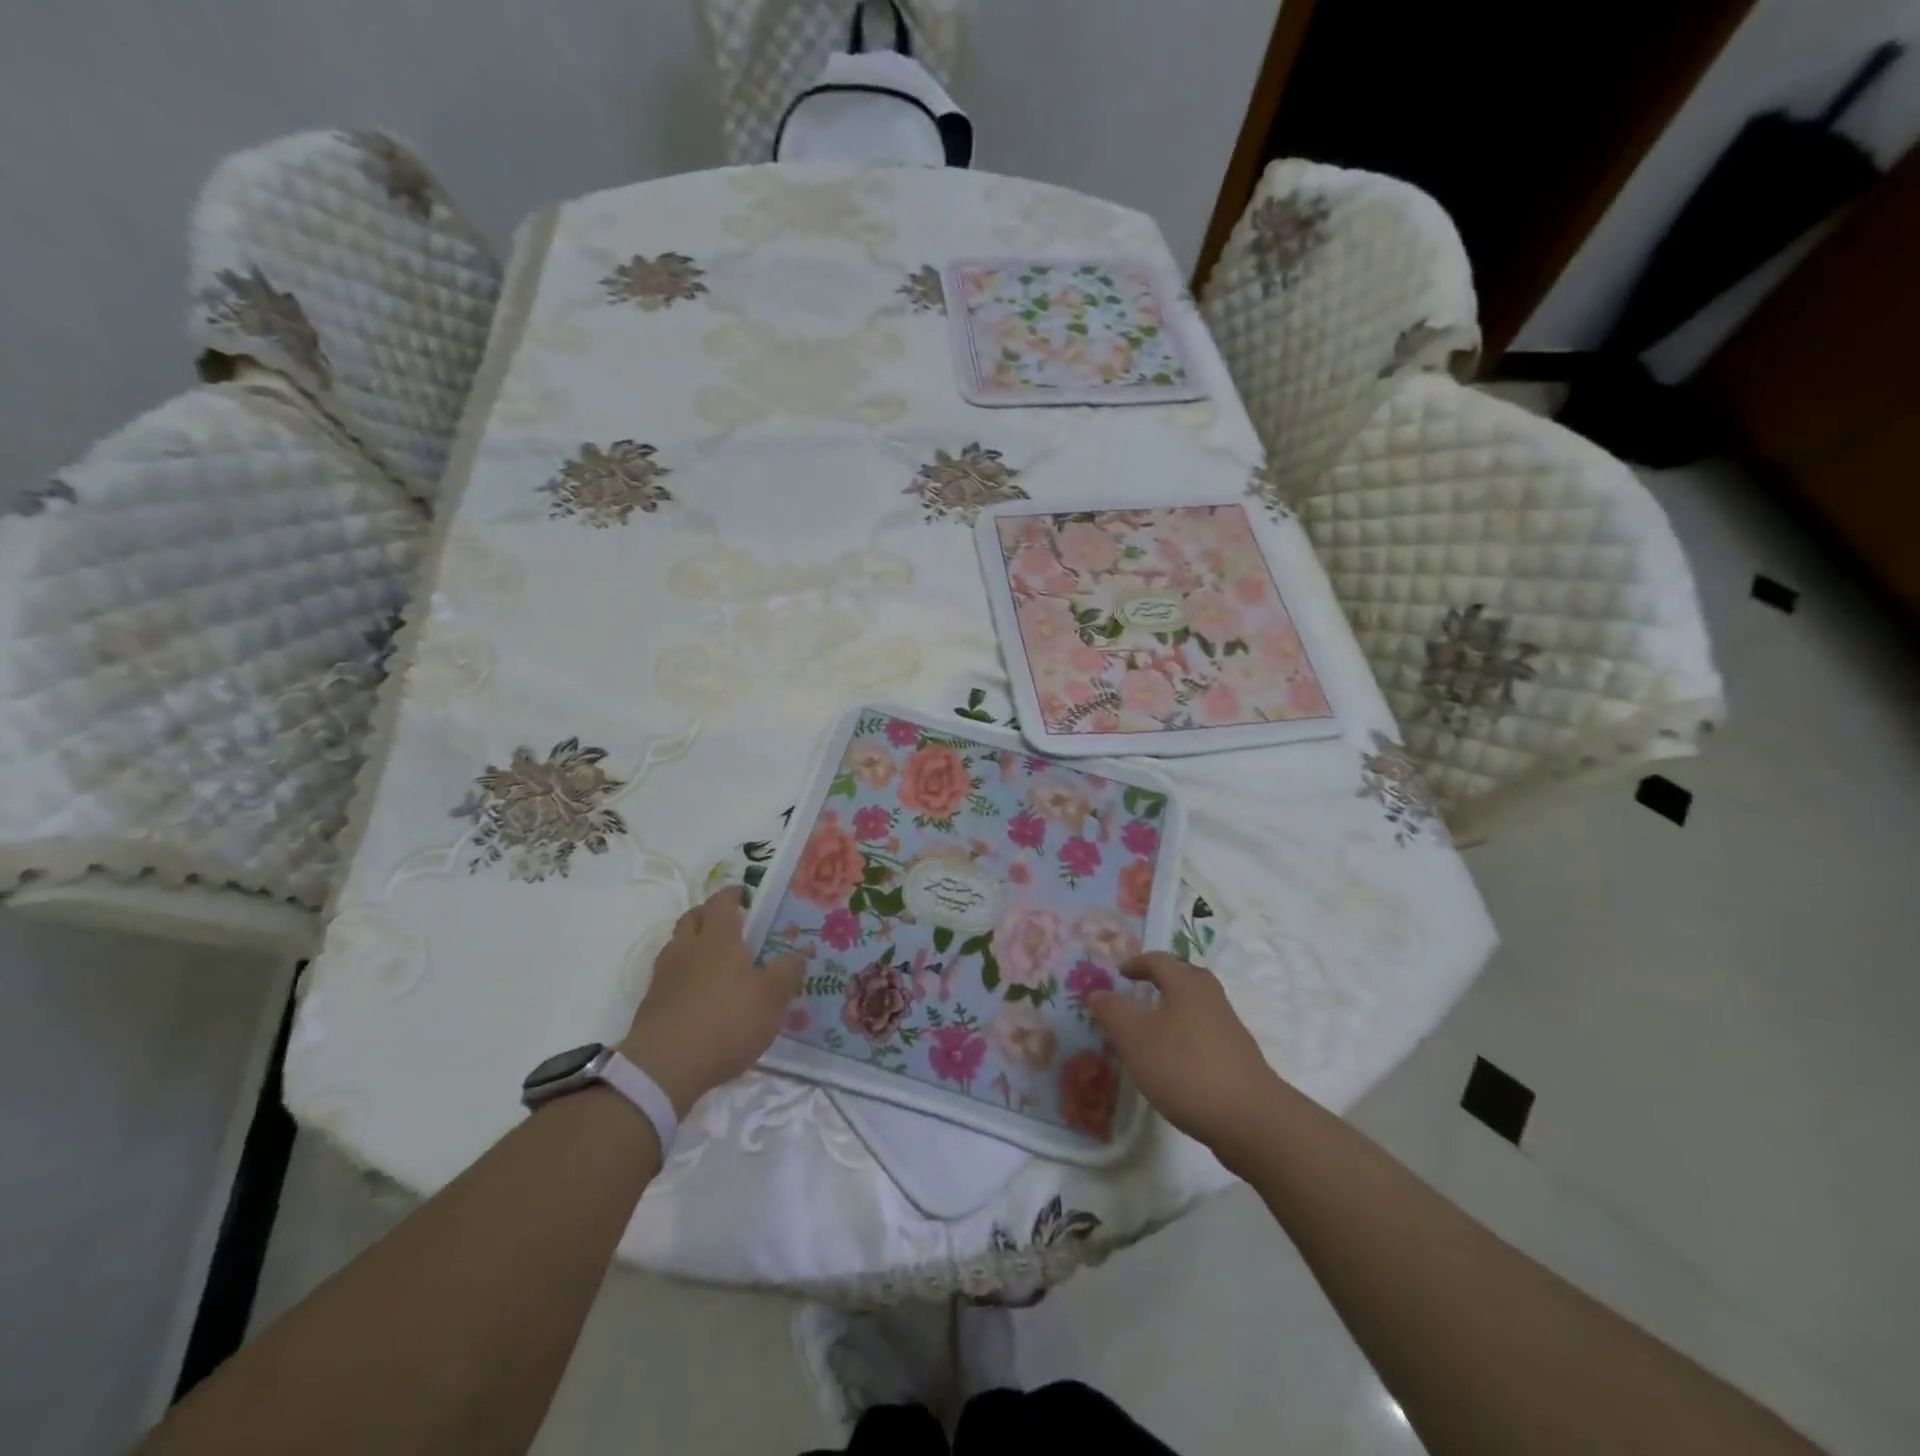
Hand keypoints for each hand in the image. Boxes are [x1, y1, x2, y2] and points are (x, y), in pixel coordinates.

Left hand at [619, 887, 803, 1115]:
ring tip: (714, 960)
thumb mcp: (772, 999)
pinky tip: (698, 993)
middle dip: (709, 914)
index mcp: (719, 938)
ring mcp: (664, 974)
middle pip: (693, 917)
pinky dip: (683, 974)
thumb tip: (797, 954)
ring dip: (693, 943)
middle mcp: (688, 948)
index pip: (722, 902)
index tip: (746, 896)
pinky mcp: (651, 1002)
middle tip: (730, 924)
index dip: (734, 895)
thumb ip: (787, 972)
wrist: (664, 1068)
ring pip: (677, 944)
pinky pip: (669, 974)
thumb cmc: (726, 1022)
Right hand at [1089, 952, 1278, 1153]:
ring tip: (1151, 1032)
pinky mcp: (1237, 1060)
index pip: (1159, 960)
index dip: (1137, 963)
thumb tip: (1097, 992)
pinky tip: (1174, 1065)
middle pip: (1185, 978)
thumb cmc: (1185, 1067)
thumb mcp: (1135, 1038)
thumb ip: (1112, 1011)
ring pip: (1196, 1008)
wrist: (1250, 1119)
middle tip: (1139, 993)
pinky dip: (1185, 1039)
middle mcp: (1211, 999)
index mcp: (1187, 984)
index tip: (1119, 973)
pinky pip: (1204, 1035)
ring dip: (1173, 1012)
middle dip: (1161, 981)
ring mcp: (1229, 1030)